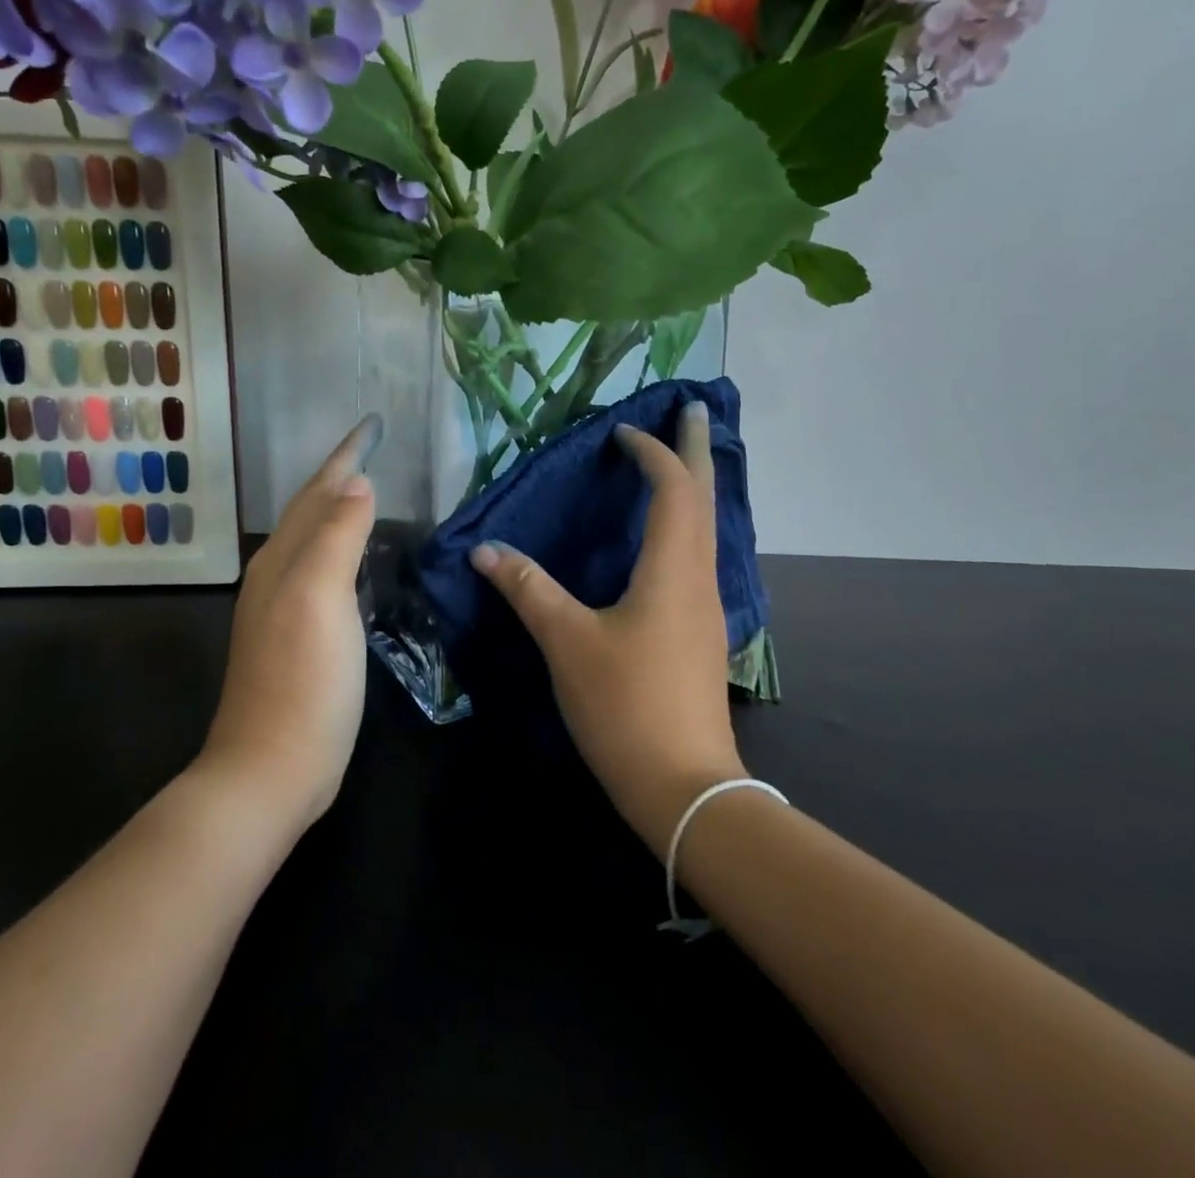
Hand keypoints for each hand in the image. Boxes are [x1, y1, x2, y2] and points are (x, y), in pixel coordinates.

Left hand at [201, 415, 379, 830]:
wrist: (272, 769)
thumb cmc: (304, 680)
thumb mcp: (322, 598)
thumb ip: (337, 536)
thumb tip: (357, 483)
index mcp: (282, 560)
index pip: (317, 492)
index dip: (345, 456)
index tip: (373, 424)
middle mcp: (277, 576)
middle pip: (310, 511)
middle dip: (339, 476)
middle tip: (373, 449)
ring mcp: (285, 609)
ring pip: (314, 541)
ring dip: (338, 510)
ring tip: (368, 490)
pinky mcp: (300, 638)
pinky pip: (324, 573)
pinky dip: (342, 549)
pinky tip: (359, 558)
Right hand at [470, 402, 745, 852]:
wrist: (684, 786)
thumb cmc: (625, 705)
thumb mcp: (567, 642)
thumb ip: (528, 589)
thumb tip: (485, 549)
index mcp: (672, 568)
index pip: (673, 488)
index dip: (652, 452)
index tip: (623, 433)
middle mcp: (700, 577)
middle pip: (705, 497)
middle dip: (697, 449)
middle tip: (690, 409)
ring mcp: (708, 607)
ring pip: (707, 527)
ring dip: (695, 487)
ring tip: (679, 463)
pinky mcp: (703, 632)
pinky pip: (699, 556)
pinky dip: (688, 524)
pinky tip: (669, 538)